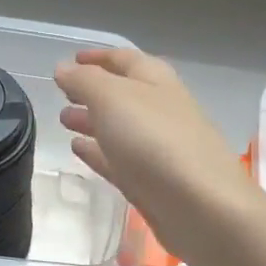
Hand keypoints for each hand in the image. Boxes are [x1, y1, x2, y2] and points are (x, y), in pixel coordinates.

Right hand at [55, 47, 264, 264]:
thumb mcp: (112, 98)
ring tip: (63, 120)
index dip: (97, 57)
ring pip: (119, 127)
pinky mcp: (152, 182)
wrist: (203, 209)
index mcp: (155, 80)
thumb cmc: (155, 140)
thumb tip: (63, 68)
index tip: (71, 59)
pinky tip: (77, 149)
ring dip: (92, 120)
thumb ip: (84, 81)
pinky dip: (98, 151)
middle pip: (122, 93)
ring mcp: (158, 147)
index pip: (124, 58)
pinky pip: (119, 159)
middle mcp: (160, 109)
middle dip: (92, 91)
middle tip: (62, 94)